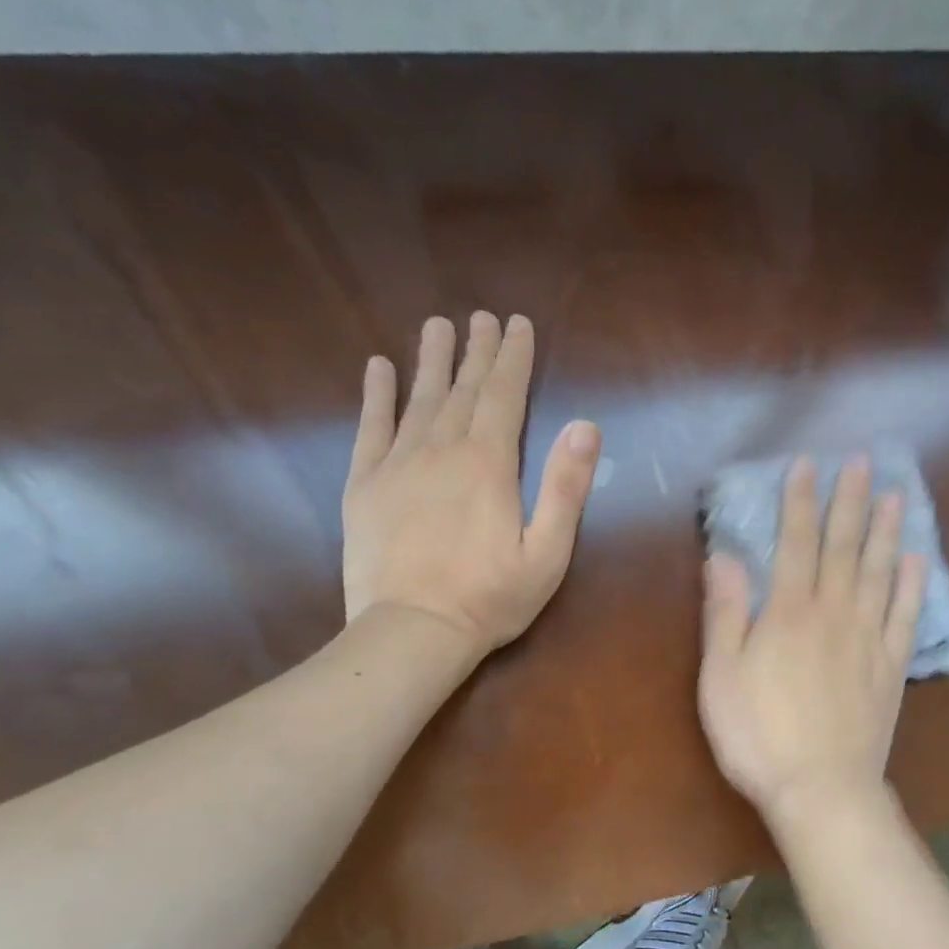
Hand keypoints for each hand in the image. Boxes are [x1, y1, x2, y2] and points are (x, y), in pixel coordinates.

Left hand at [341, 312, 600, 654]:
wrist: (413, 631)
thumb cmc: (491, 597)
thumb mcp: (548, 551)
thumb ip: (566, 487)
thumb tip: (585, 425)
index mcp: (489, 463)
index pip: (504, 395)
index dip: (513, 358)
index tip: (516, 324)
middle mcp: (442, 450)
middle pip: (463, 389)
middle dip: (476, 351)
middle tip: (481, 317)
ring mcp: (398, 464)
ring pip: (419, 398)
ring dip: (431, 360)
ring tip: (436, 325)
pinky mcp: (363, 485)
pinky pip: (370, 428)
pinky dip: (375, 396)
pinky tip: (378, 368)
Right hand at [698, 456, 927, 833]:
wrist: (822, 789)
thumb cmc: (759, 734)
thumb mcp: (722, 675)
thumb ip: (726, 613)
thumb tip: (724, 556)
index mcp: (789, 613)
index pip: (796, 543)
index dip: (801, 502)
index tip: (808, 465)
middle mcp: (834, 614)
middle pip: (844, 547)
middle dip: (850, 501)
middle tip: (863, 462)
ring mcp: (868, 639)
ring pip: (879, 573)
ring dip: (886, 531)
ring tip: (895, 495)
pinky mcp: (891, 668)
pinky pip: (905, 617)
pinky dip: (912, 586)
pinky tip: (917, 561)